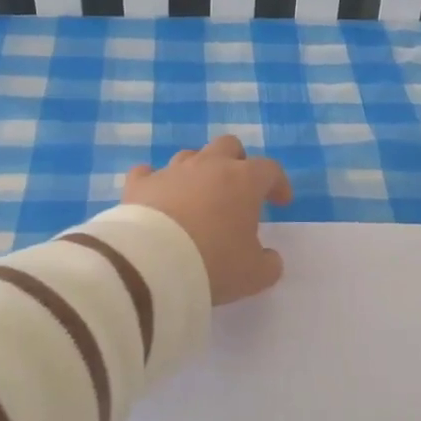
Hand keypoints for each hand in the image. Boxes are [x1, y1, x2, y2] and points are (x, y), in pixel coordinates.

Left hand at [122, 135, 292, 304]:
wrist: (153, 263)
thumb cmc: (213, 262)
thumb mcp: (254, 274)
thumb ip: (268, 263)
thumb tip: (269, 258)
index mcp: (243, 181)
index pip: (269, 169)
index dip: (278, 184)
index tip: (280, 202)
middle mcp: (208, 166)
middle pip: (228, 146)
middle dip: (237, 162)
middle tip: (238, 188)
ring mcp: (171, 171)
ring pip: (189, 156)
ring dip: (198, 171)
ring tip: (198, 197)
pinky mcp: (139, 184)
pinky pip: (148, 173)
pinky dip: (155, 182)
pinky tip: (156, 196)